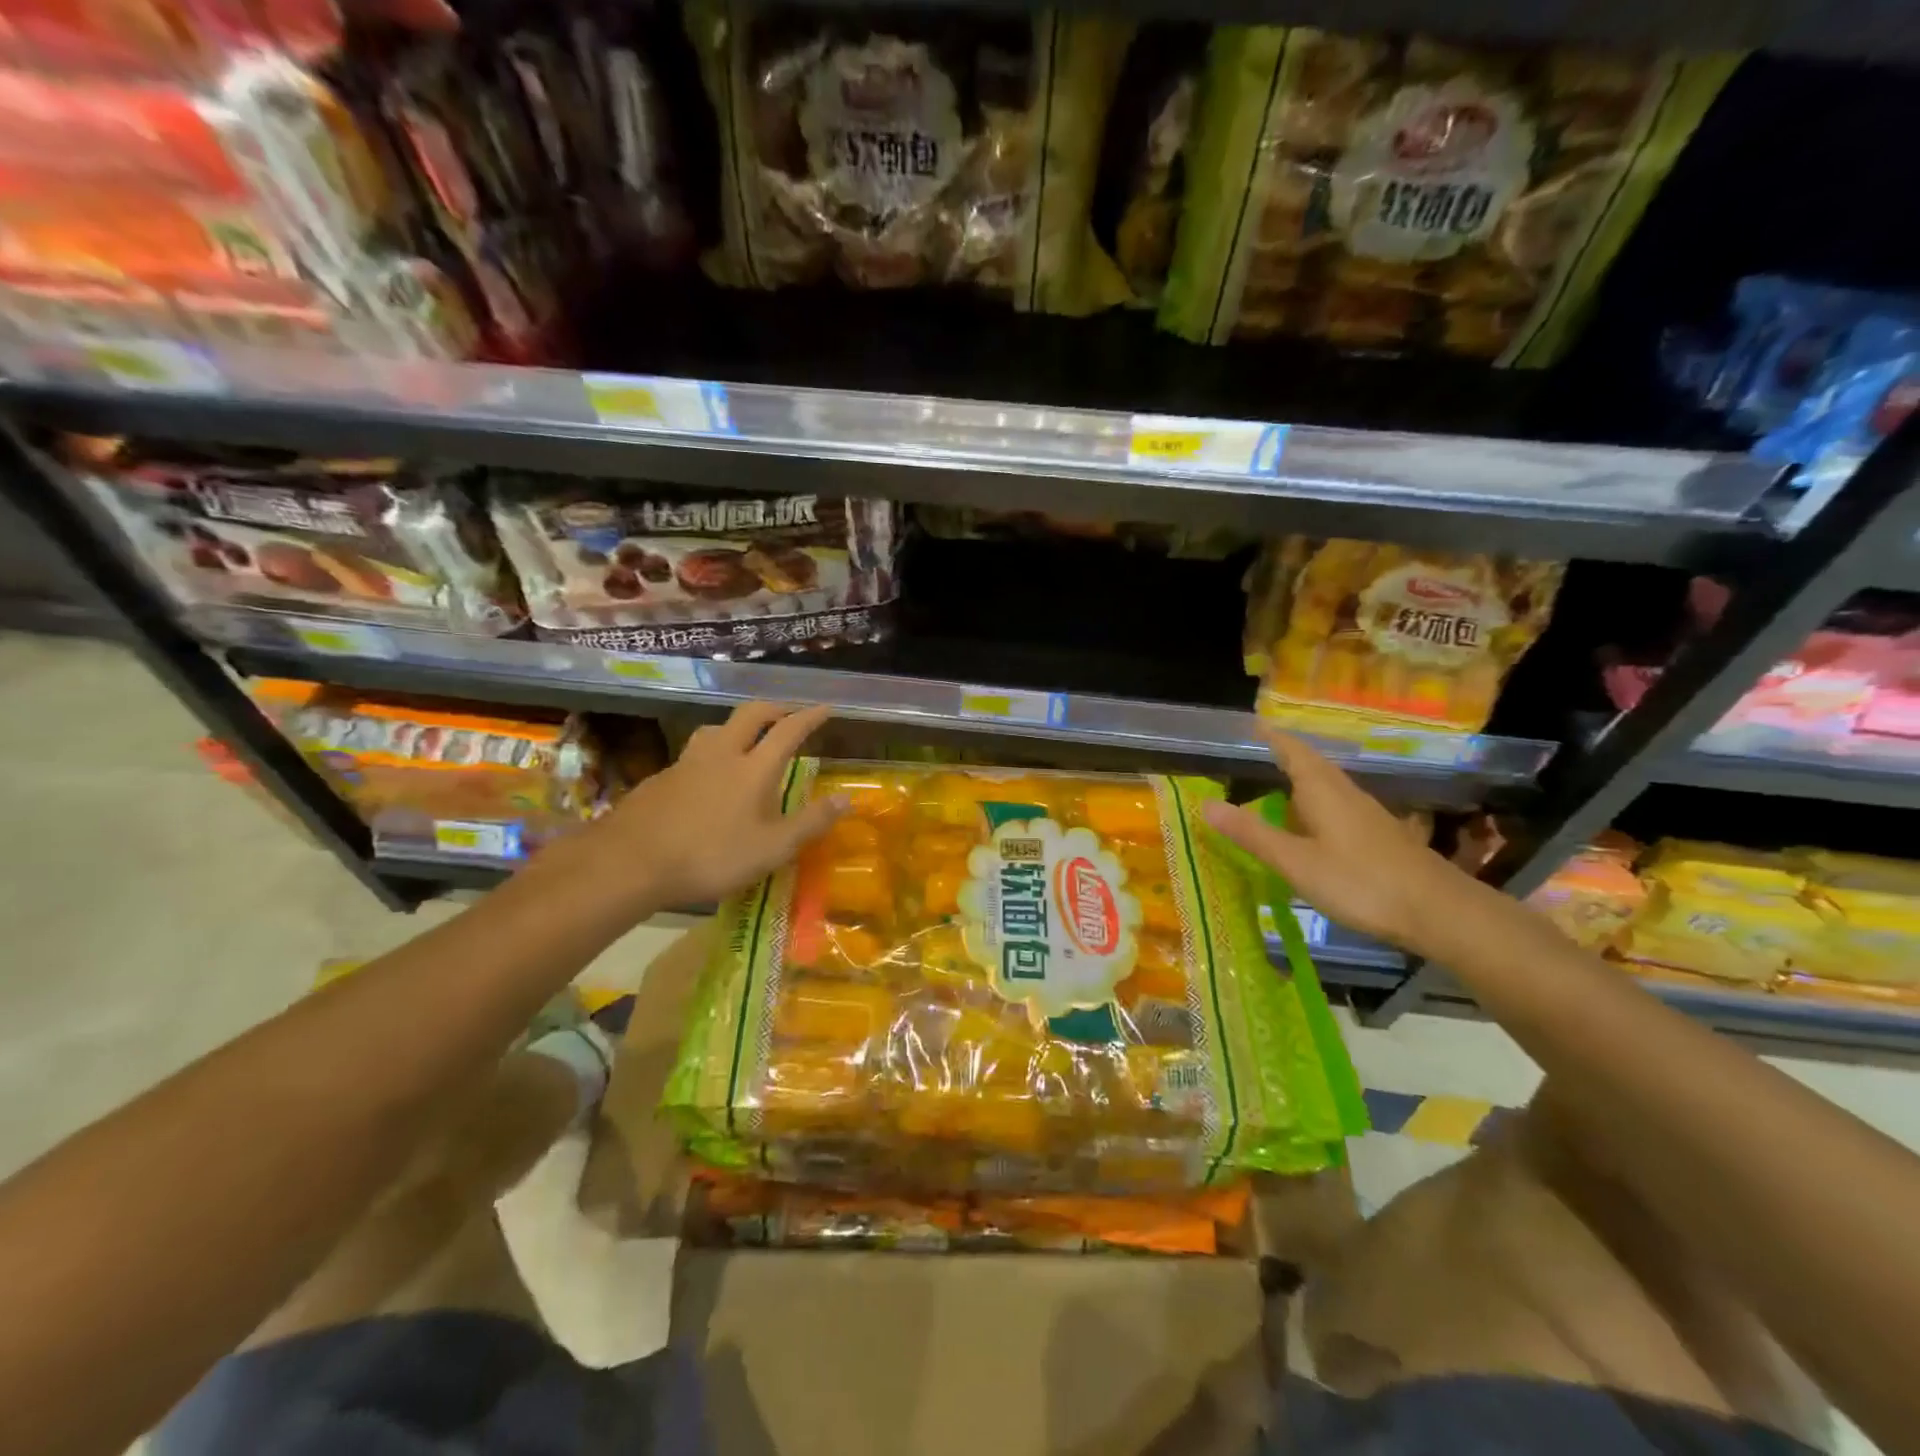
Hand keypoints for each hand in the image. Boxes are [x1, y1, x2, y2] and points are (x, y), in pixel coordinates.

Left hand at [555, 702, 845, 916]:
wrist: (631, 861)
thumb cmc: (711, 856)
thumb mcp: (772, 849)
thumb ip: (811, 823)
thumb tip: (847, 799)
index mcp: (754, 768)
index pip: (789, 731)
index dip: (810, 717)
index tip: (825, 708)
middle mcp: (722, 754)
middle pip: (751, 714)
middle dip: (774, 708)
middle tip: (788, 714)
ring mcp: (687, 762)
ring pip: (716, 728)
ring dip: (737, 726)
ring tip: (745, 740)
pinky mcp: (662, 778)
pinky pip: (694, 753)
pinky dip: (711, 752)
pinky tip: (706, 777)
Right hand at [1201, 726, 1479, 954]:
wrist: (1438, 911)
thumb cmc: (1360, 882)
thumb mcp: (1295, 861)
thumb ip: (1252, 834)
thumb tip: (1205, 804)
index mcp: (1322, 791)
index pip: (1293, 751)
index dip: (1273, 737)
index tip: (1255, 724)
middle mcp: (1345, 794)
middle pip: (1313, 766)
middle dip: (1287, 756)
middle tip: (1260, 751)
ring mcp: (1366, 815)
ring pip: (1327, 787)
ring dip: (1302, 781)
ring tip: (1278, 786)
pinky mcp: (1379, 836)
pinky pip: (1338, 807)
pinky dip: (1316, 806)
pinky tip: (1312, 826)